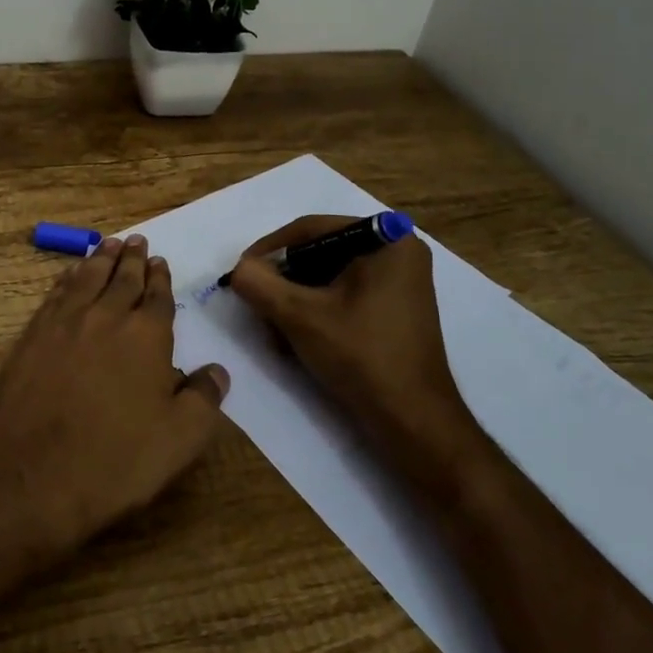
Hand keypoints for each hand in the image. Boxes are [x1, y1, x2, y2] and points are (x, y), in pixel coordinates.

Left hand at [0, 236, 229, 558]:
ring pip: (88, 277)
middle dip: (133, 259)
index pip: (157, 296)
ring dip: (102, 258)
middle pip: (123, 278)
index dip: (160, 278)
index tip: (161, 262)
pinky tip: (71, 273)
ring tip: (110, 243)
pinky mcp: (33, 335)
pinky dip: (68, 277)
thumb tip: (217, 370)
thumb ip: (203, 399)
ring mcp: (65, 322)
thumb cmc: (115, 462)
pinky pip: (57, 293)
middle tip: (138, 240)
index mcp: (147, 335)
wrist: (31, 477)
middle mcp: (106, 316)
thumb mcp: (179, 440)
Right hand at [226, 216, 485, 490]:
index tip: (242, 272)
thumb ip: (259, 284)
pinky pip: (344, 294)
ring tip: (274, 329)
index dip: (269, 249)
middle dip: (284, 280)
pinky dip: (317, 311)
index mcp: (386, 240)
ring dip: (296, 299)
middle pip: (320, 252)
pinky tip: (298, 339)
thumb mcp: (299, 316)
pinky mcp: (395, 308)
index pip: (311, 229)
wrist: (414, 423)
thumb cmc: (361, 357)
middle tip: (257, 303)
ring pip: (328, 276)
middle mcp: (398, 252)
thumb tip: (239, 270)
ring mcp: (399, 282)